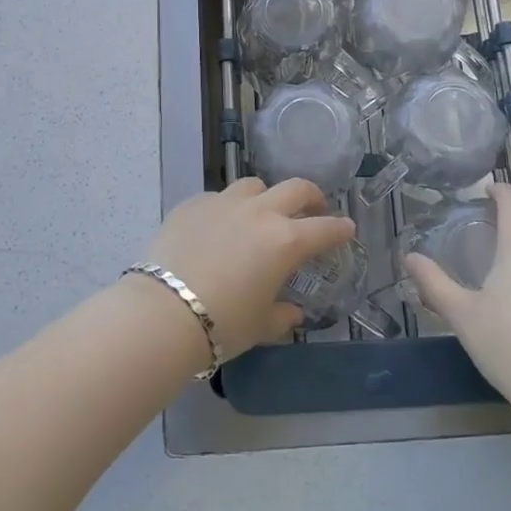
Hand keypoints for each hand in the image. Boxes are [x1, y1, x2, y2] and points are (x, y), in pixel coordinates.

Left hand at [143, 178, 355, 358]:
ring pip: (254, 185)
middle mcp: (259, 212)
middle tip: (313, 209)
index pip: (324, 229)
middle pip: (296, 188)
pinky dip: (227, 208)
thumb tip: (293, 312)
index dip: (340, 229)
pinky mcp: (193, 203)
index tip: (347, 229)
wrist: (163, 312)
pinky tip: (219, 226)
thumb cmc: (222, 323)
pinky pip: (218, 197)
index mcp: (285, 241)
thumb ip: (283, 315)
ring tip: (262, 213)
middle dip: (311, 197)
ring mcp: (224, 202)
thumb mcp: (260, 325)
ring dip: (266, 196)